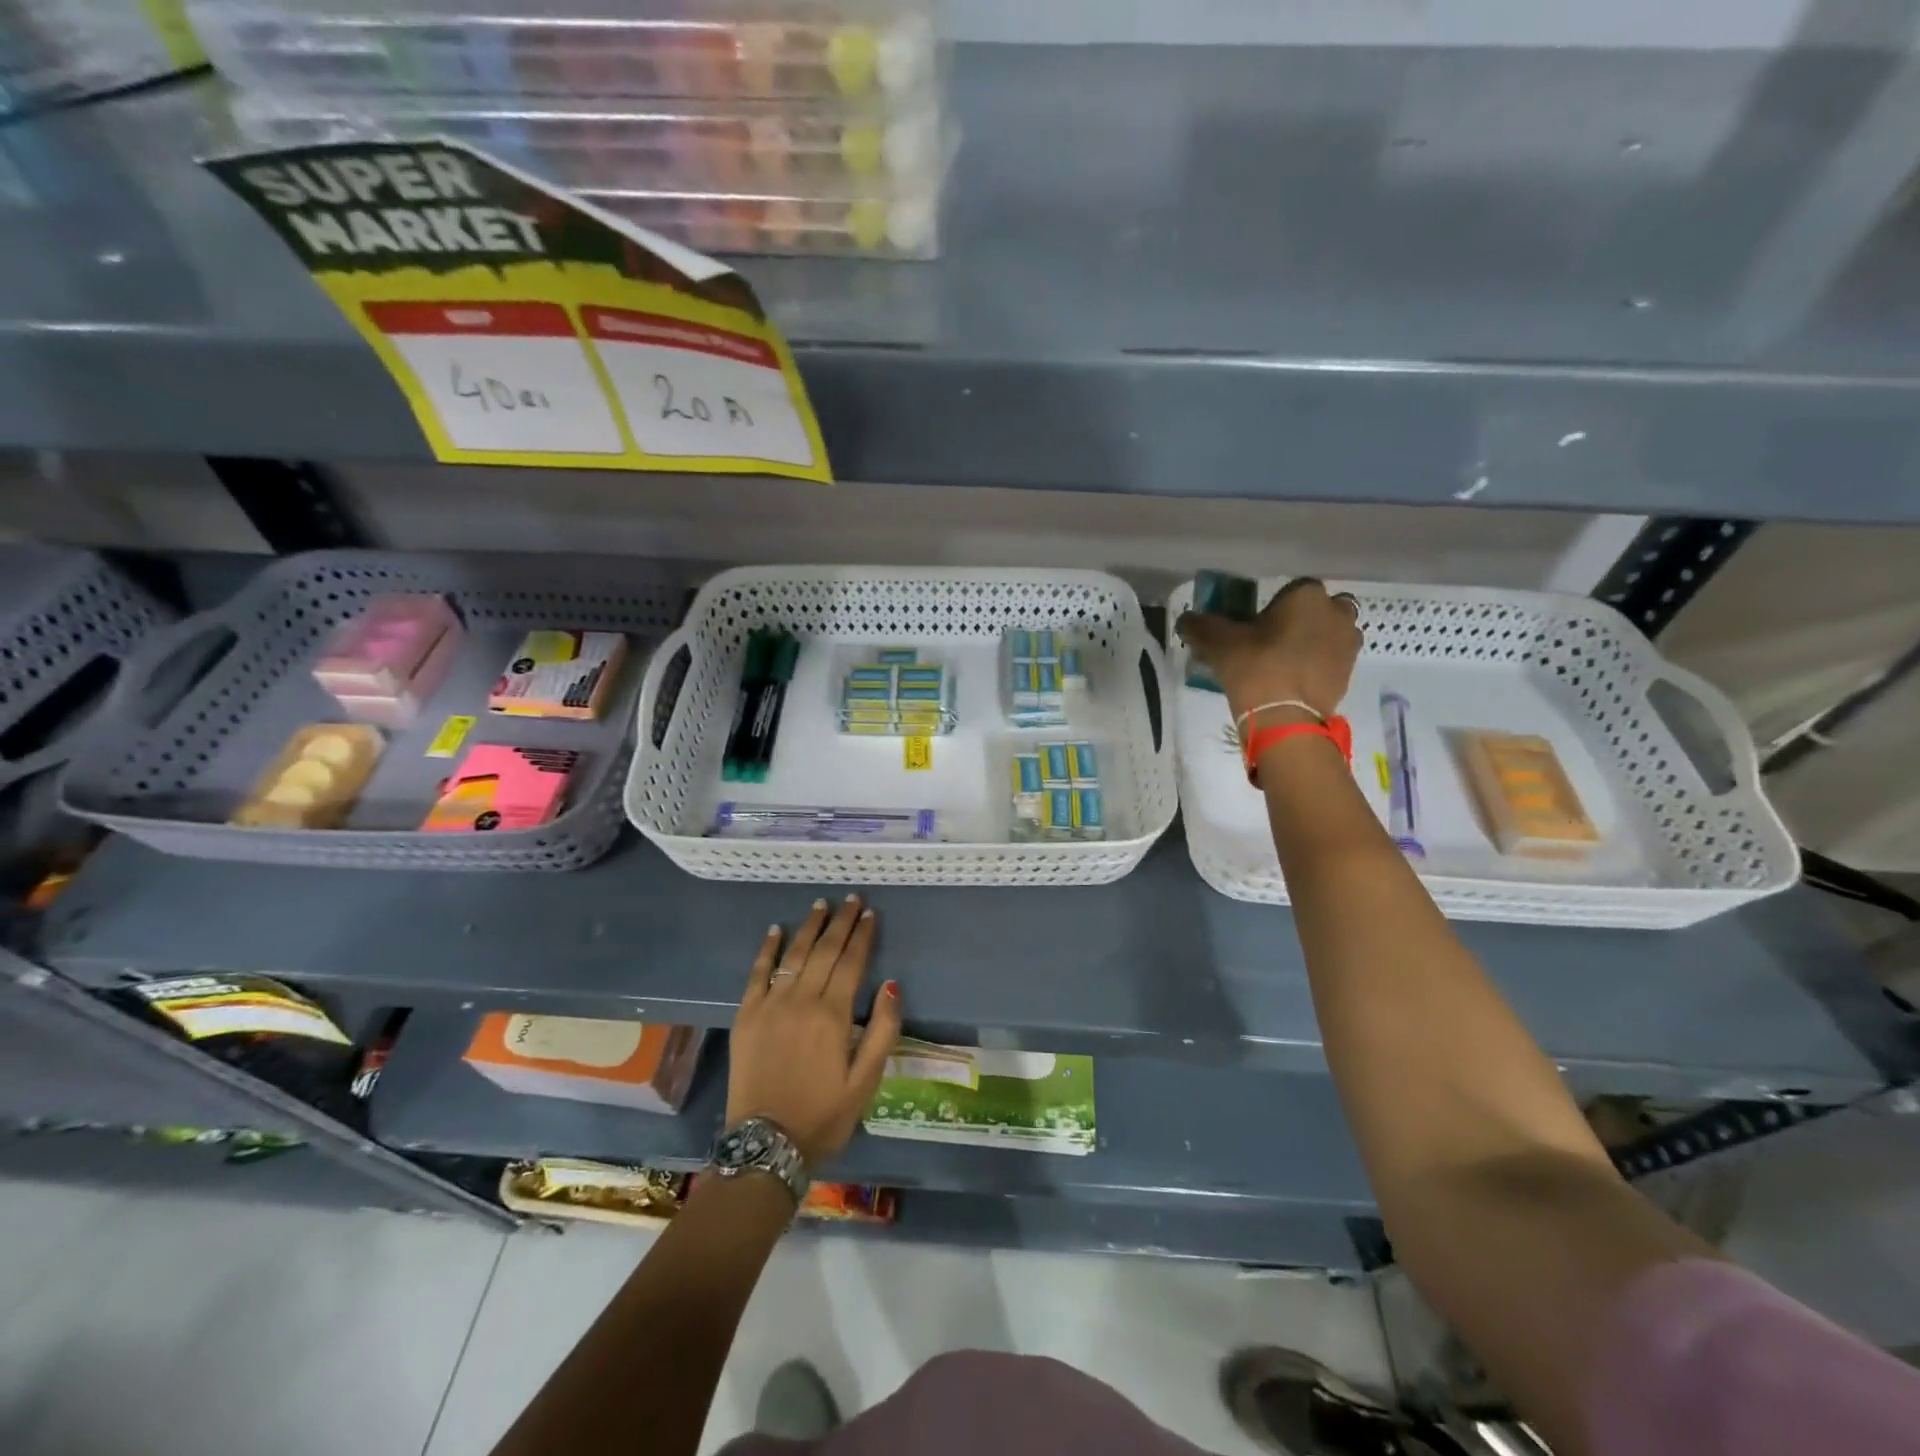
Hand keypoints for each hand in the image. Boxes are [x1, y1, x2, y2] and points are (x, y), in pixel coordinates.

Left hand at [727, 894, 902, 1167]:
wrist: (766, 1146)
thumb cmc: (823, 1115)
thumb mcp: (866, 1081)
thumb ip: (882, 1030)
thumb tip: (892, 984)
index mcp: (833, 1014)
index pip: (852, 962)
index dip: (863, 935)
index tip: (870, 913)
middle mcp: (802, 1000)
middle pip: (825, 950)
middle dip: (841, 922)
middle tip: (852, 899)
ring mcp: (770, 1005)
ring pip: (793, 954)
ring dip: (809, 927)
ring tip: (821, 904)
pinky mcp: (746, 1016)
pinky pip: (757, 973)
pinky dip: (767, 949)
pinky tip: (775, 930)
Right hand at [1176, 577, 1362, 721]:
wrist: (1285, 718)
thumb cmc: (1255, 667)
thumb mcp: (1217, 643)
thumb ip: (1199, 626)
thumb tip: (1185, 620)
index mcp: (1306, 595)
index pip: (1289, 589)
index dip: (1271, 606)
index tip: (1254, 625)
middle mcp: (1336, 612)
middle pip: (1316, 609)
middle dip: (1300, 620)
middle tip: (1272, 641)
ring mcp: (1348, 643)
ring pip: (1329, 633)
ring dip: (1313, 640)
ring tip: (1285, 662)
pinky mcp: (1349, 673)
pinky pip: (1332, 659)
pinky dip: (1318, 664)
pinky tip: (1294, 680)